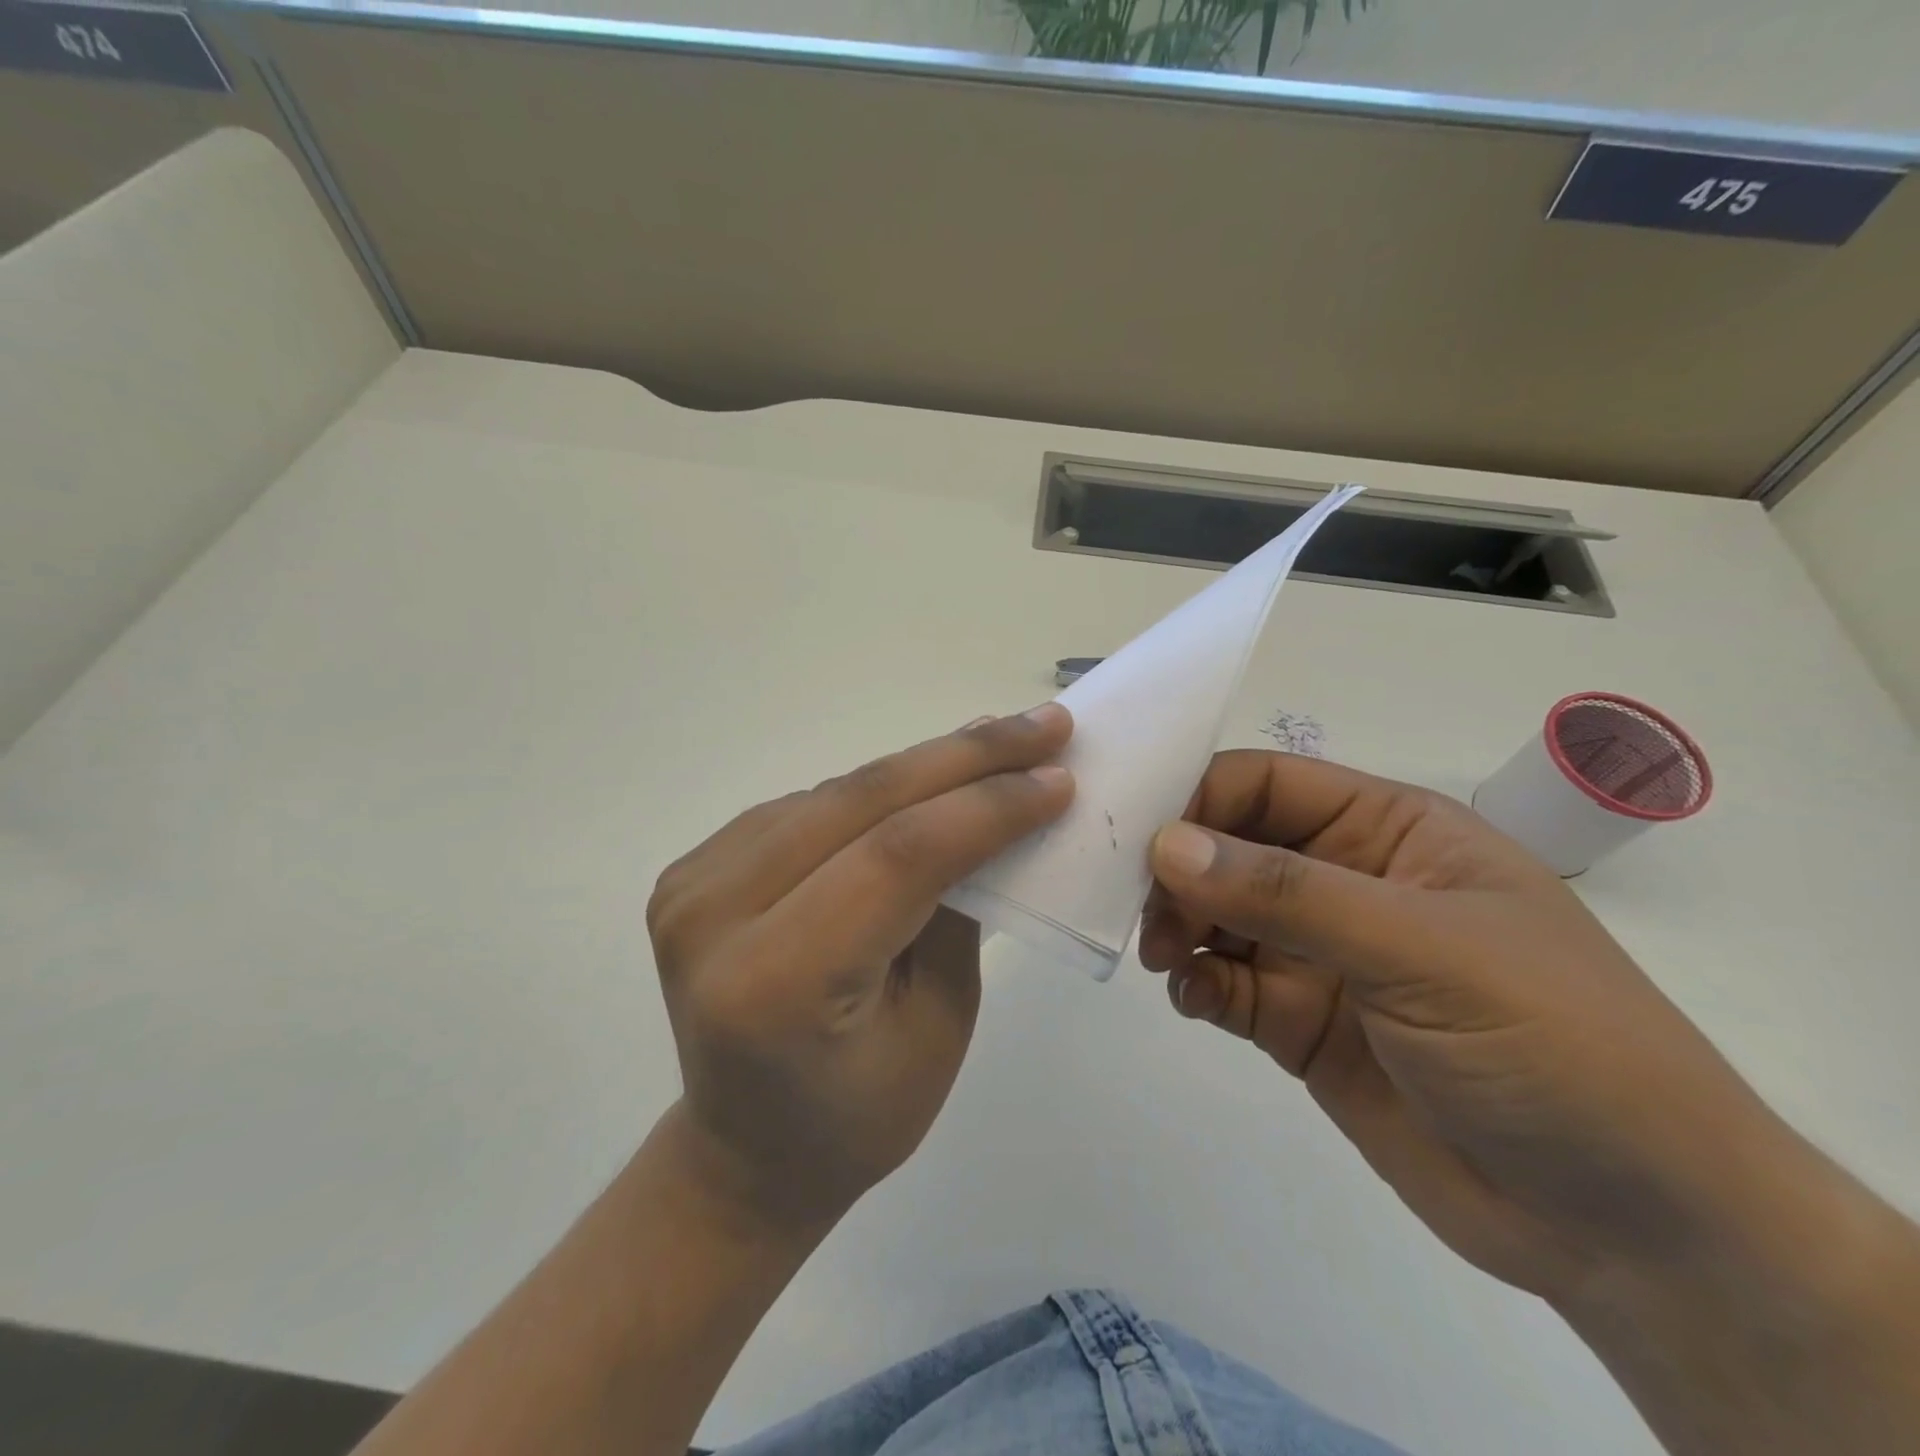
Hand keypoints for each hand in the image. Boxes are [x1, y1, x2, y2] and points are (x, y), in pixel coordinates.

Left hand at [647, 706, 1073, 1234]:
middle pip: (860, 802)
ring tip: (998, 742)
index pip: (897, 857)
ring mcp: (694, 885)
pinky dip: (877, 788)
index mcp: (775, 983)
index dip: (985, 806)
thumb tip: (996, 809)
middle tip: (1043, 725)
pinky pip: (808, 806)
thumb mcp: (939, 1024)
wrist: (745, 1151)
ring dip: (925, 763)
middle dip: (964, 757)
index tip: (1059, 776)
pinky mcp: (696, 868)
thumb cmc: (858, 1116)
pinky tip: (929, 777)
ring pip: (835, 792)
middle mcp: (715, 917)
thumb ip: (959, 909)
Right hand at [1139, 750, 1811, 1302]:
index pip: (1266, 785)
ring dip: (1179, 926)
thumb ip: (1288, 895)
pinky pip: (1226, 985)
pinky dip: (1196, 985)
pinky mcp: (1300, 1022)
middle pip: (1228, 848)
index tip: (1139, 837)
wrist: (1633, 1230)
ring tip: (1166, 958)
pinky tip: (1193, 1002)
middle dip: (1178, 871)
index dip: (1198, 798)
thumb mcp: (1422, 950)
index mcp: (1386, 832)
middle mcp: (1344, 882)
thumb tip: (1166, 845)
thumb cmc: (1551, 1044)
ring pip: (1217, 916)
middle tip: (1145, 911)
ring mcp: (1320, 955)